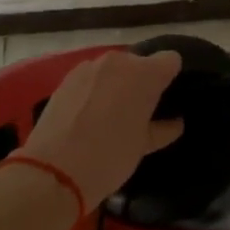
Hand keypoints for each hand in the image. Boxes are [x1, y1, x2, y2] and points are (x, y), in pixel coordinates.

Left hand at [20, 49, 184, 210]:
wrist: (54, 170)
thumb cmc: (110, 156)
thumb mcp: (143, 146)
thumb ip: (162, 128)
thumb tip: (175, 123)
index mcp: (144, 75)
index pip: (170, 60)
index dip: (170, 77)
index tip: (165, 98)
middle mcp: (117, 62)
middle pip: (139, 63)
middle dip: (141, 82)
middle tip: (139, 111)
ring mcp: (88, 67)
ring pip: (113, 69)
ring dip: (116, 84)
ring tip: (111, 114)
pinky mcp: (66, 78)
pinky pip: (91, 78)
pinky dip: (94, 90)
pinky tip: (88, 115)